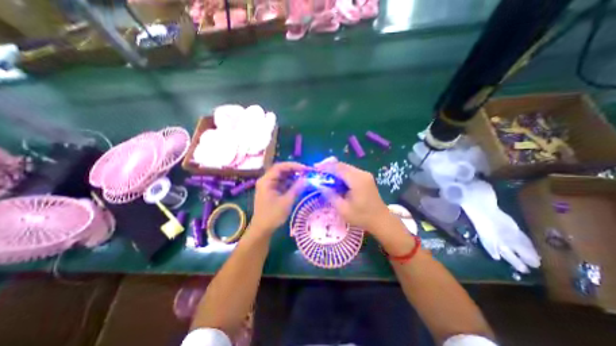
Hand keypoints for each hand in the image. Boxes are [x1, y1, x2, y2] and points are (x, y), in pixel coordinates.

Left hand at [248, 161, 306, 236]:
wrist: (262, 229)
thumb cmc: (272, 215)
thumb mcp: (286, 201)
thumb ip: (296, 188)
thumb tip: (306, 179)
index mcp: (266, 181)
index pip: (280, 167)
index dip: (293, 166)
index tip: (305, 169)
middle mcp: (266, 180)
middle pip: (281, 170)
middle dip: (294, 170)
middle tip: (306, 172)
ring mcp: (268, 185)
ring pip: (282, 176)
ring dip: (293, 176)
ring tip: (304, 177)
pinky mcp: (271, 190)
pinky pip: (282, 183)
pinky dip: (290, 182)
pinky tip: (298, 184)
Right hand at [313, 157, 388, 231]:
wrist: (381, 220)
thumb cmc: (362, 217)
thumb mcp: (343, 209)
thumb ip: (330, 195)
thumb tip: (320, 185)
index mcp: (357, 180)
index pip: (338, 168)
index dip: (325, 167)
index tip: (315, 169)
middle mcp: (362, 174)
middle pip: (342, 165)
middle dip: (329, 167)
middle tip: (318, 171)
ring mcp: (365, 175)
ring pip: (346, 168)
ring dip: (335, 170)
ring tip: (324, 176)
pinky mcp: (366, 178)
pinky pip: (350, 172)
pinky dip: (341, 174)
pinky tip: (335, 180)